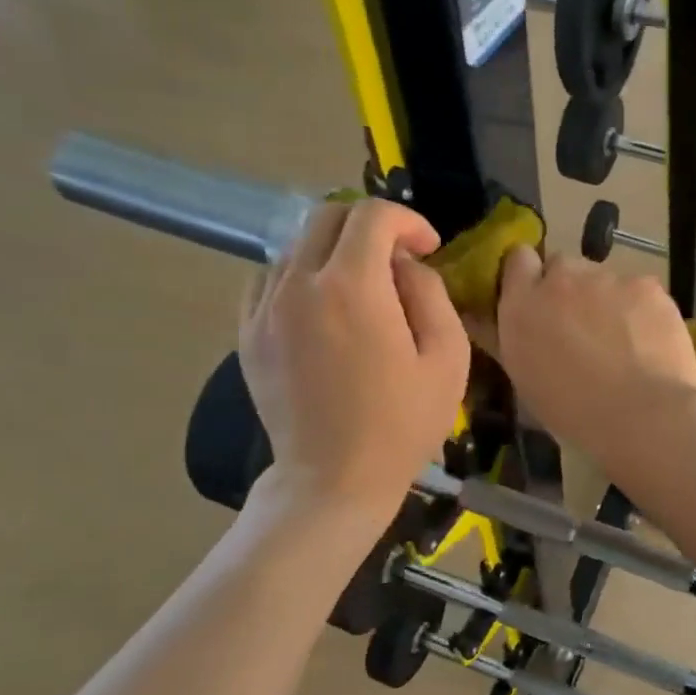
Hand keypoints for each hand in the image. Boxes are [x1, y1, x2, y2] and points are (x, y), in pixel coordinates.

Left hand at [240, 199, 469, 516]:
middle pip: (327, 217)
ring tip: (362, 287)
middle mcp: (298, 284)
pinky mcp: (247, 333)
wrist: (333, 479)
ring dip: (335, 250)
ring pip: (296, 245)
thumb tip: (406, 265)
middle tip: (398, 260)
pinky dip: (301, 275)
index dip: (408, 220)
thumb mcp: (448, 358)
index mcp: (351, 287)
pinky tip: (323, 307)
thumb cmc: (402, 423)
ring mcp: (264, 308)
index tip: (428, 247)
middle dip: (370, 225)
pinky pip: (270, 279)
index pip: (372, 215)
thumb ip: (431, 294)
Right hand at [492, 247, 695, 462]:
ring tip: (624, 340)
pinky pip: (640, 290)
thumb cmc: (572, 412)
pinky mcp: (647, 285)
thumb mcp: (524, 380)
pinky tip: (650, 341)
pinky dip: (642, 310)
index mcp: (522, 305)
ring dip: (607, 299)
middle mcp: (561, 279)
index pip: (518, 259)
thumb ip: (503, 340)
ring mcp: (607, 278)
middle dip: (569, 289)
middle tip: (582, 327)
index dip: (530, 276)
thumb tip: (480, 319)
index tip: (538, 299)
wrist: (639, 413)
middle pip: (563, 267)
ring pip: (604, 279)